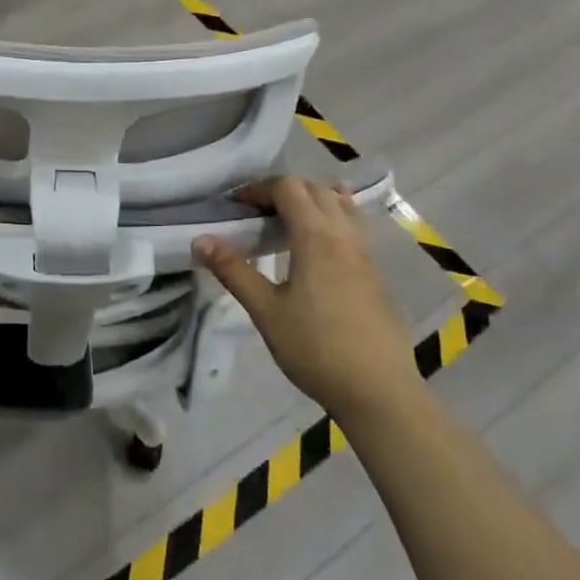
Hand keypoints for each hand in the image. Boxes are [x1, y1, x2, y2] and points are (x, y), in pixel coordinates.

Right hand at [193, 177, 416, 415]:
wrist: (379, 392)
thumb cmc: (316, 349)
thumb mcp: (266, 311)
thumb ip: (234, 271)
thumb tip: (201, 239)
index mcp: (316, 237)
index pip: (288, 188)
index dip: (258, 188)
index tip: (235, 206)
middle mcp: (344, 235)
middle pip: (315, 189)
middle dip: (283, 191)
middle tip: (256, 212)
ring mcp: (365, 254)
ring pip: (340, 205)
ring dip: (311, 201)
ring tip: (288, 218)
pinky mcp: (375, 274)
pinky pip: (353, 227)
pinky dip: (332, 218)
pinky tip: (321, 241)